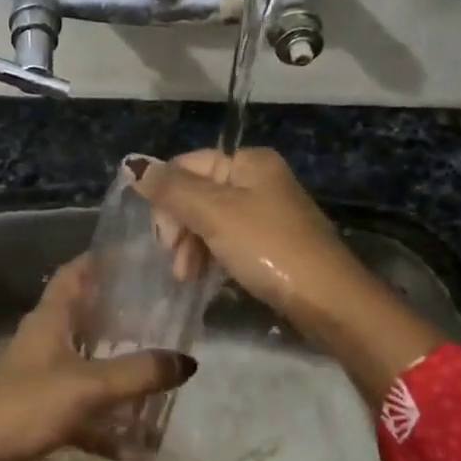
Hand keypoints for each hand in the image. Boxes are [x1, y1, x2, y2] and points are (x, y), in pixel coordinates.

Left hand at [0, 256, 196, 460]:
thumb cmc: (27, 405)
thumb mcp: (88, 386)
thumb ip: (138, 373)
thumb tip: (187, 360)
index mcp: (49, 319)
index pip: (75, 273)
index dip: (101, 260)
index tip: (136, 257)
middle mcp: (43, 339)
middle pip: (84, 316)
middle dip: (119, 315)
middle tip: (160, 316)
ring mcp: (39, 375)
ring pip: (85, 362)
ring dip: (115, 369)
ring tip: (156, 373)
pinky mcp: (38, 409)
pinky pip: (80, 407)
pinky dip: (104, 420)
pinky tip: (133, 442)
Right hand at [128, 148, 367, 324]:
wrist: (328, 299)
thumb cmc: (268, 247)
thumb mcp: (214, 214)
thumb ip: (171, 189)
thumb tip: (133, 165)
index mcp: (248, 161)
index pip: (186, 165)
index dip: (166, 197)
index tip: (163, 237)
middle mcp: (257, 179)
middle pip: (196, 192)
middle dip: (178, 226)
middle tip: (174, 260)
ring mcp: (265, 211)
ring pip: (208, 219)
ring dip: (190, 245)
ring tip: (186, 276)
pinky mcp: (270, 242)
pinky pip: (227, 239)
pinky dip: (210, 254)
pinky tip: (202, 276)